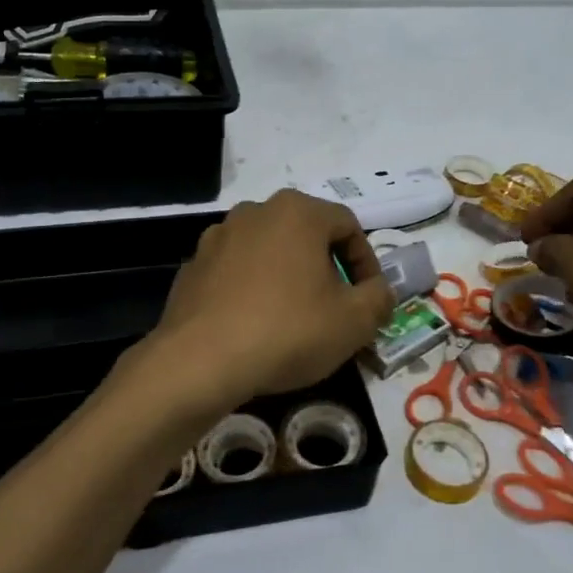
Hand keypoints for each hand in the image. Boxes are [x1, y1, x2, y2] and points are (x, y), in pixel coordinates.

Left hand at [145, 191, 395, 408]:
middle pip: (306, 234)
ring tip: (294, 319)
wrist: (200, 361)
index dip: (366, 262)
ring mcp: (217, 237)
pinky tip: (254, 326)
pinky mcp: (193, 266)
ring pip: (269, 251)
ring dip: (288, 277)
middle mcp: (255, 211)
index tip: (369, 298)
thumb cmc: (287, 331)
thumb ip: (379, 298)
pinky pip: (236, 272)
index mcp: (297, 211)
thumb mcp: (354, 321)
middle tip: (335, 309)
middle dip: (327, 268)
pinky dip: (252, 290)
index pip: (348, 226)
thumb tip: (379, 291)